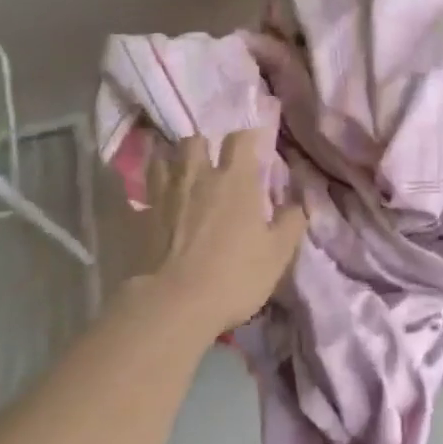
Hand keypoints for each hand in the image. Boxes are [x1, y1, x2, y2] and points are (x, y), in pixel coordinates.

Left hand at [143, 127, 308, 335]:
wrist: (174, 304)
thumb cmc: (234, 276)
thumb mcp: (277, 254)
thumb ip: (291, 223)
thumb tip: (299, 204)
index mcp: (236, 179)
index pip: (240, 139)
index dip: (248, 138)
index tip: (256, 148)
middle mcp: (199, 176)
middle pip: (195, 140)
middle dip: (204, 146)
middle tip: (213, 164)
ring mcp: (167, 194)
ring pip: (165, 158)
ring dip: (175, 161)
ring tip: (183, 174)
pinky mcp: (143, 216)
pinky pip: (147, 189)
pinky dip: (155, 188)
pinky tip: (160, 200)